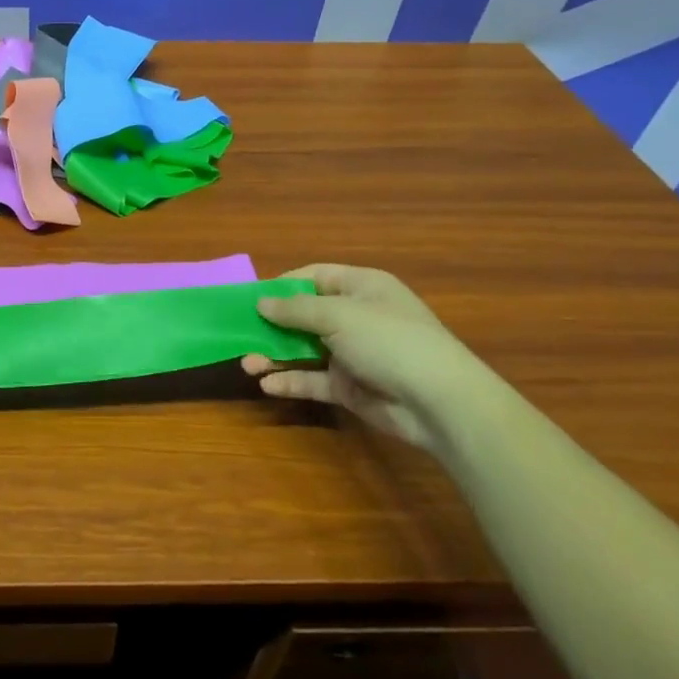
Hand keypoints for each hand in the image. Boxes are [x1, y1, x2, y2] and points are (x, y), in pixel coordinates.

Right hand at [243, 265, 508, 451]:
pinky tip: (267, 385)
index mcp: (361, 288)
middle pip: (304, 316)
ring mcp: (353, 354)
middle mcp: (356, 317)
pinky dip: (290, 380)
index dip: (282, 285)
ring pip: (304, 350)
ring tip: (246, 364)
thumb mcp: (338, 315)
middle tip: (240, 334)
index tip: (250, 297)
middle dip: (271, 326)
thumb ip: (295, 309)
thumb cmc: (389, 340)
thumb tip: (261, 302)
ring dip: (275, 355)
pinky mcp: (350, 387)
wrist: (439, 401)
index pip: (314, 277)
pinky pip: (313, 380)